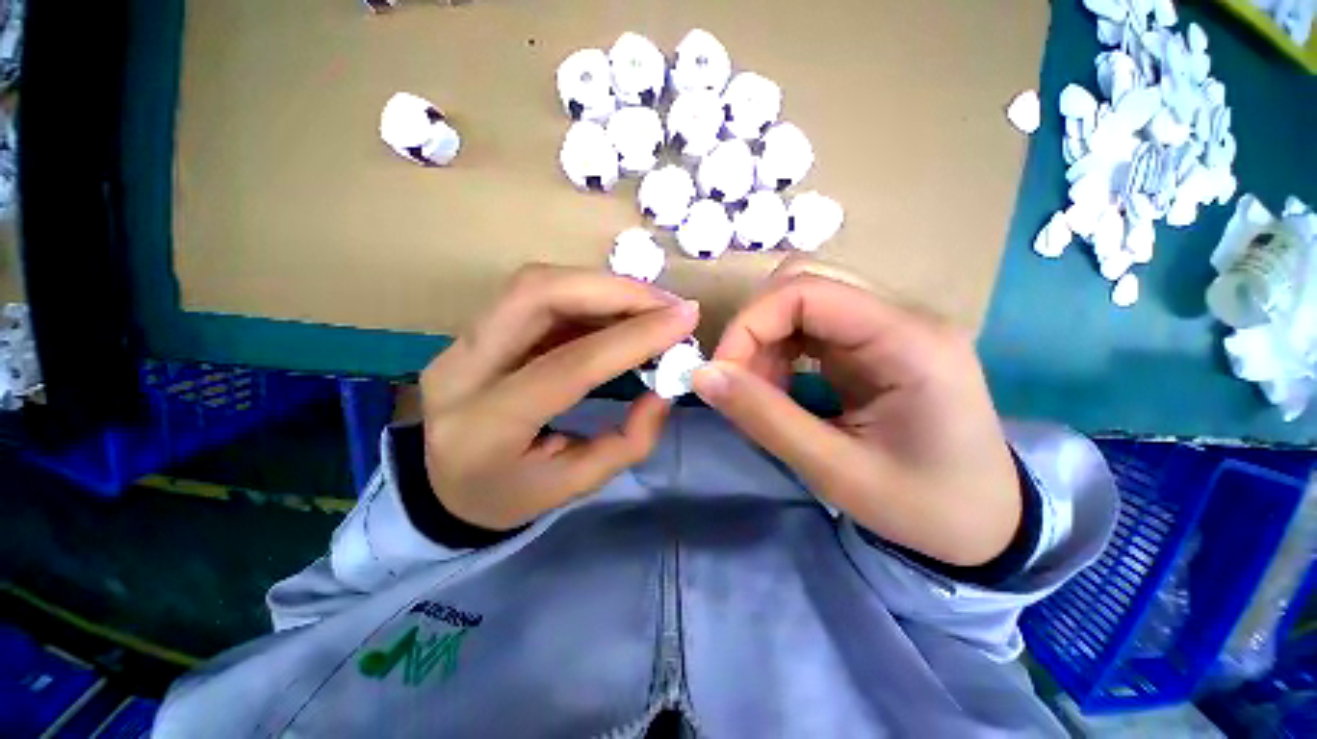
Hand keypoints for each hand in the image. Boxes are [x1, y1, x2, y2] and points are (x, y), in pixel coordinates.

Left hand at [419, 264, 698, 530]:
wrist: (443, 487)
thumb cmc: (511, 494)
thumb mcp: (576, 484)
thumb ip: (629, 440)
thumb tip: (665, 388)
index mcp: (486, 428)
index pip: (568, 366)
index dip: (632, 337)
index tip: (685, 319)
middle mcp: (461, 371)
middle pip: (537, 295)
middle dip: (613, 290)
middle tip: (667, 303)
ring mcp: (459, 342)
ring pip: (535, 285)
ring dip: (603, 287)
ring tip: (652, 305)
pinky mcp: (473, 330)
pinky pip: (536, 296)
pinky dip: (588, 296)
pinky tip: (620, 311)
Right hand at [693, 260, 1019, 566]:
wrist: (988, 524)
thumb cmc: (925, 507)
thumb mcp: (837, 471)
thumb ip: (765, 418)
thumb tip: (703, 376)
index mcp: (907, 340)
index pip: (805, 290)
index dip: (749, 324)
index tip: (722, 373)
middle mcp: (900, 318)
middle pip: (802, 284)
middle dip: (755, 330)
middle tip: (741, 384)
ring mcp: (889, 327)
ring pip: (801, 302)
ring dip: (765, 341)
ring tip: (762, 392)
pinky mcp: (875, 344)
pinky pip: (811, 326)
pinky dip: (780, 351)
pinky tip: (780, 386)